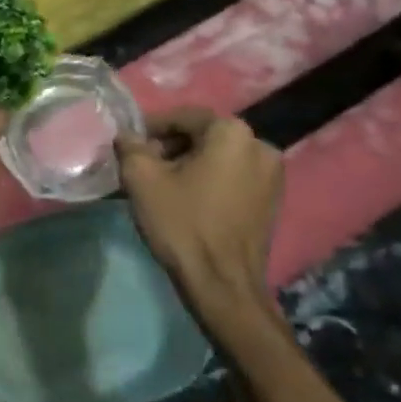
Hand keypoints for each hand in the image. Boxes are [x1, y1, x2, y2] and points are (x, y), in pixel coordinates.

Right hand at [116, 109, 283, 330]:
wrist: (223, 284)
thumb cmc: (183, 224)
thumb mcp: (142, 179)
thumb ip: (130, 147)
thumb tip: (127, 135)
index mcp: (232, 132)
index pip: (183, 116)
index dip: (152, 128)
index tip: (131, 145)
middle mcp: (260, 145)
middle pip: (203, 135)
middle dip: (171, 146)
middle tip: (144, 165)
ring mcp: (272, 174)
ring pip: (220, 156)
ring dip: (191, 163)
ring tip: (164, 184)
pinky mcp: (273, 200)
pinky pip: (234, 176)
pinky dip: (211, 179)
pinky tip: (190, 199)